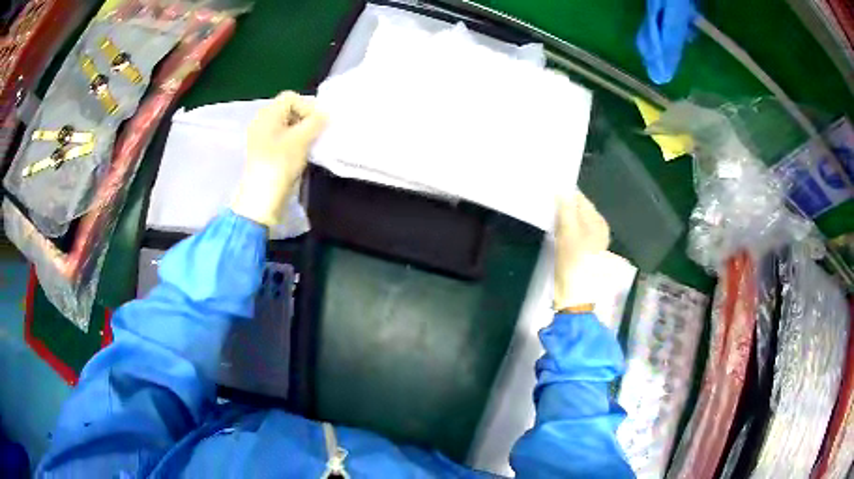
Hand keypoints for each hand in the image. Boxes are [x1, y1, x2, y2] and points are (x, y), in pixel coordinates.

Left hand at [231, 91, 326, 226]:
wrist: (262, 199)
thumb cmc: (280, 163)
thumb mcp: (301, 138)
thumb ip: (316, 122)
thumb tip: (325, 114)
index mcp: (267, 114)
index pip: (291, 98)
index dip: (307, 106)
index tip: (318, 123)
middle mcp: (262, 122)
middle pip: (288, 110)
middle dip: (306, 119)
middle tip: (317, 134)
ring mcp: (262, 139)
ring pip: (287, 126)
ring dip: (302, 132)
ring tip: (311, 145)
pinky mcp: (265, 154)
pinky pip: (283, 140)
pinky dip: (294, 143)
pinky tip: (302, 155)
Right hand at [553, 191, 610, 310]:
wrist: (575, 296)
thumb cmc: (573, 263)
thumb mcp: (568, 233)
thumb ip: (566, 209)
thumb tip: (562, 190)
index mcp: (598, 221)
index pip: (580, 199)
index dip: (565, 194)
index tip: (548, 192)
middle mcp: (599, 228)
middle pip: (579, 210)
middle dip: (564, 206)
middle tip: (545, 204)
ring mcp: (593, 241)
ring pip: (576, 222)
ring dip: (563, 218)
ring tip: (548, 216)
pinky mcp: (584, 252)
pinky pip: (574, 233)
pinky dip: (565, 230)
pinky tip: (555, 233)